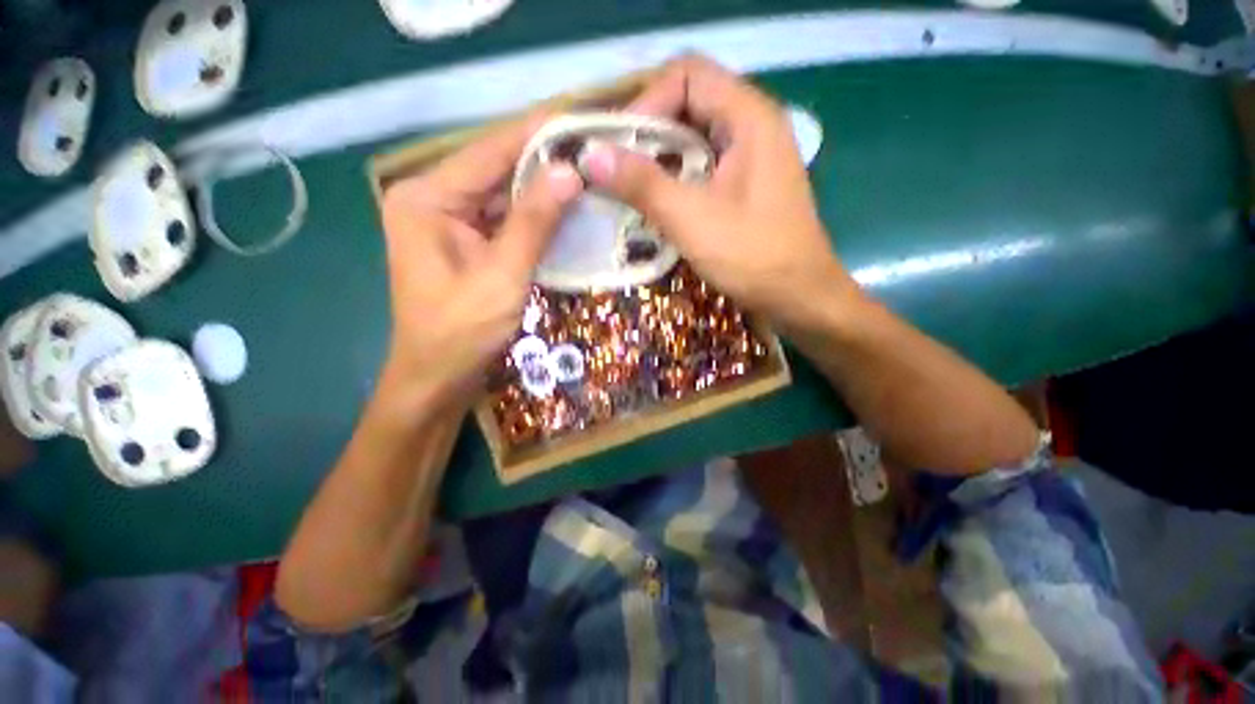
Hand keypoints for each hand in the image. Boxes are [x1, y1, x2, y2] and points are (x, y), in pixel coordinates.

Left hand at [379, 115, 582, 401]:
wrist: (438, 379)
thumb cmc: (461, 332)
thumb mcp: (502, 275)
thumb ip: (534, 222)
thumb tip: (569, 172)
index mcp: (427, 198)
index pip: (489, 151)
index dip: (535, 133)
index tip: (579, 118)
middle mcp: (433, 200)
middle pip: (496, 170)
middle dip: (543, 161)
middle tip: (591, 149)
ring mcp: (449, 222)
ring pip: (503, 195)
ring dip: (543, 189)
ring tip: (587, 173)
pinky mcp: (466, 244)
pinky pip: (505, 220)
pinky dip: (535, 217)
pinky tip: (566, 209)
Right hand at [583, 56, 858, 328]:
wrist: (799, 297)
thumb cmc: (752, 256)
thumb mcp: (692, 219)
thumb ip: (642, 184)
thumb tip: (590, 156)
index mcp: (749, 117)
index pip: (687, 77)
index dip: (647, 103)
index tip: (618, 147)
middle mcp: (753, 126)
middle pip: (689, 104)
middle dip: (648, 133)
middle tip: (615, 168)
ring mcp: (752, 157)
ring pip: (694, 139)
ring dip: (659, 159)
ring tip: (629, 187)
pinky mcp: (746, 185)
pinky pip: (703, 166)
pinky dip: (676, 178)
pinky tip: (658, 203)